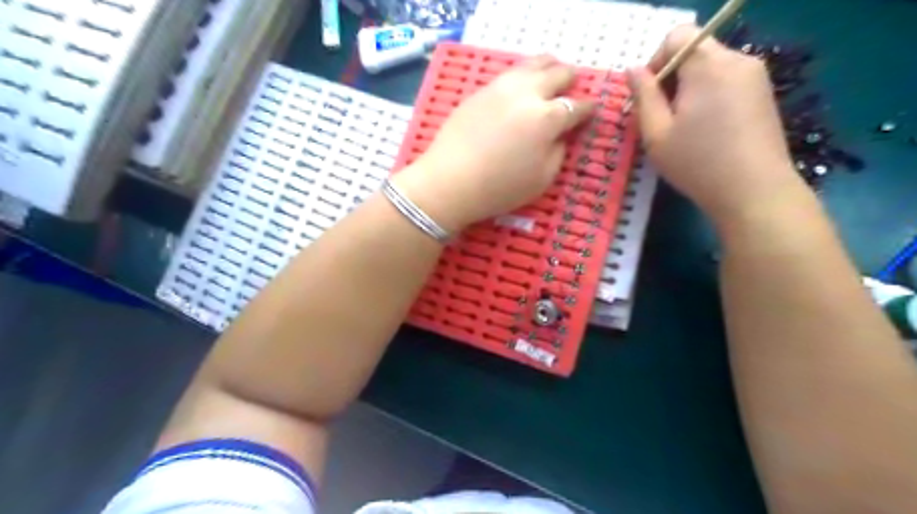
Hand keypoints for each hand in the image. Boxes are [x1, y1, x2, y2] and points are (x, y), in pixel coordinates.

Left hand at [398, 55, 598, 230]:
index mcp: (547, 118)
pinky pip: (510, 73)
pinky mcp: (481, 90)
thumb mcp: (542, 179)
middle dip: (570, 80)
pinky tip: (522, 86)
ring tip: (551, 76)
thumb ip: (558, 151)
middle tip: (571, 90)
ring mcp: (501, 87)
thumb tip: (561, 134)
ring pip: (533, 63)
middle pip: (558, 73)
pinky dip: (524, 75)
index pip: (577, 106)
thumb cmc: (499, 188)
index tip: (591, 110)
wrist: (449, 182)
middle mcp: (527, 94)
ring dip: (548, 68)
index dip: (588, 108)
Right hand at [628, 23, 803, 224]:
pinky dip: (708, 96)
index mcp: (708, 65)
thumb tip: (633, 70)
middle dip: (671, 78)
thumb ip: (643, 96)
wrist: (754, 191)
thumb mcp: (656, 133)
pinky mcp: (764, 94)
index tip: (649, 96)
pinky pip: (727, 81)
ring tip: (683, 128)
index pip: (678, 36)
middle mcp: (737, 60)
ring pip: (710, 68)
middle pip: (695, 51)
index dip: (656, 61)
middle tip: (661, 118)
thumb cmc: (697, 163)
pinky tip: (706, 130)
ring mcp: (756, 76)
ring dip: (689, 89)